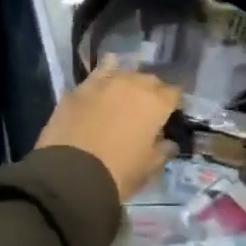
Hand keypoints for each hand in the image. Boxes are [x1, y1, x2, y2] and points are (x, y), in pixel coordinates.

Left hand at [36, 63, 181, 200]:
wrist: (71, 173)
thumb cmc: (119, 173)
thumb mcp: (148, 168)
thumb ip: (162, 151)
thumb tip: (168, 142)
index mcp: (155, 103)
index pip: (174, 93)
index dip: (174, 104)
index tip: (171, 115)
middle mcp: (132, 84)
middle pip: (148, 80)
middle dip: (151, 92)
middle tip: (147, 109)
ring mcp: (103, 82)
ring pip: (122, 72)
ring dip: (126, 82)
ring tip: (123, 97)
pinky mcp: (78, 88)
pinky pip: (96, 77)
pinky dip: (101, 81)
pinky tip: (99, 89)